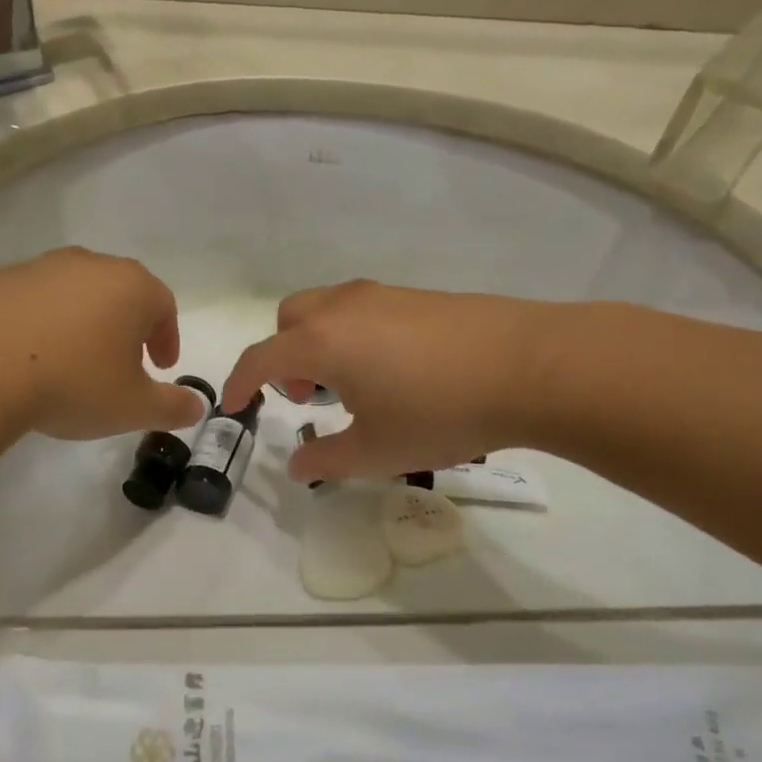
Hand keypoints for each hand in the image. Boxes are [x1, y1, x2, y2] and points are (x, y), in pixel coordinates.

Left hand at [0, 247, 207, 439]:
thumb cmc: (71, 383)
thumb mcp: (132, 407)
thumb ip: (173, 406)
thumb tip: (197, 407)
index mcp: (128, 286)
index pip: (163, 305)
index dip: (166, 337)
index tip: (161, 367)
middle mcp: (85, 265)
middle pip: (118, 292)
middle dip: (125, 327)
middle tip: (120, 365)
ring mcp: (34, 268)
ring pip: (71, 293)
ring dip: (79, 323)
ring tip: (70, 363)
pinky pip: (27, 302)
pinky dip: (36, 325)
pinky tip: (24, 359)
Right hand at [221, 280, 556, 482]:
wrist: (530, 366)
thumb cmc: (439, 412)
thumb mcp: (377, 450)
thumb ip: (326, 459)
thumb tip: (297, 466)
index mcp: (320, 342)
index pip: (259, 358)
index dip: (238, 383)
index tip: (232, 405)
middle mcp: (342, 308)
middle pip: (289, 319)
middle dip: (283, 355)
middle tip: (312, 395)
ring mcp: (382, 295)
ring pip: (327, 310)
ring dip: (319, 342)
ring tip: (355, 385)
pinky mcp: (417, 296)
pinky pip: (363, 309)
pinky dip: (354, 334)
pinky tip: (395, 370)